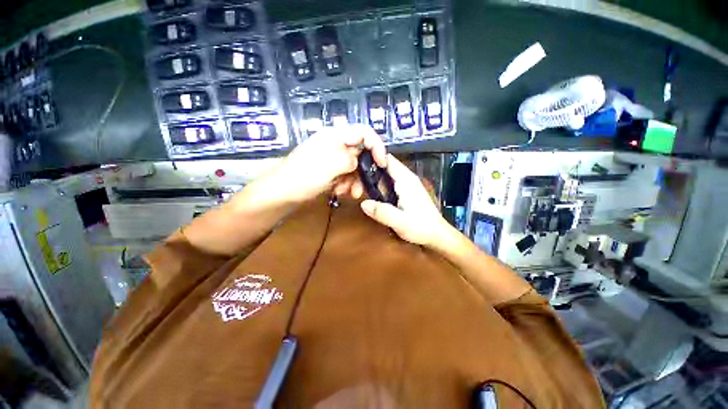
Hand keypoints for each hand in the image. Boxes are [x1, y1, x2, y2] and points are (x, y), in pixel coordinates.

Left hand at [272, 124, 386, 203]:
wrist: (281, 193)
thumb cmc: (301, 179)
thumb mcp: (326, 168)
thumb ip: (347, 160)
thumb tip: (357, 160)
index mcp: (334, 137)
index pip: (363, 132)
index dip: (377, 146)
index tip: (382, 164)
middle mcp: (335, 144)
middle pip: (360, 152)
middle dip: (362, 172)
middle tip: (359, 189)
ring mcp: (332, 157)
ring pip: (354, 166)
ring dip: (354, 181)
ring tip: (344, 193)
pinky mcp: (330, 168)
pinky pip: (346, 174)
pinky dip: (346, 184)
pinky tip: (338, 192)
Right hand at [360, 155, 449, 245]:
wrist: (437, 234)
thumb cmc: (421, 227)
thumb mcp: (400, 221)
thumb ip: (382, 212)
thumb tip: (363, 203)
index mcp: (406, 180)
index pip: (388, 159)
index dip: (372, 158)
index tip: (357, 166)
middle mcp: (407, 178)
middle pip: (385, 167)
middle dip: (370, 172)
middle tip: (356, 184)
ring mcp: (407, 184)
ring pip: (387, 175)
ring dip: (374, 180)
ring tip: (360, 189)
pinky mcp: (407, 191)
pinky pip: (390, 184)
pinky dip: (380, 187)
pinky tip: (373, 195)